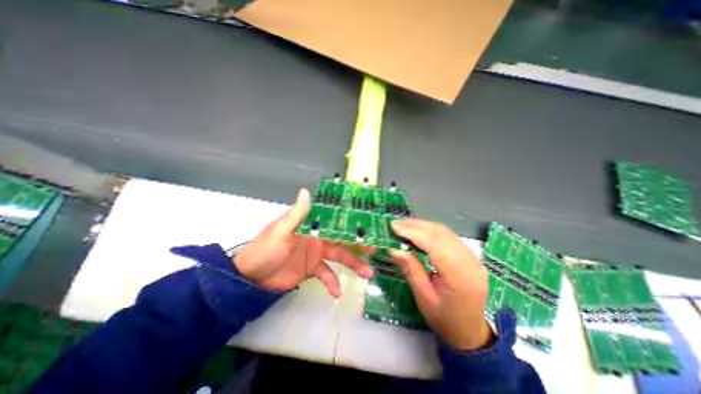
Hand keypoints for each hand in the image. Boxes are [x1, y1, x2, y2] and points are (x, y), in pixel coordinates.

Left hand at [232, 189, 371, 296]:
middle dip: (359, 244)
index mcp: (312, 225)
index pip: (335, 221)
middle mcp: (318, 237)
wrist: (252, 277)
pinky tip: (337, 292)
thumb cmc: (265, 249)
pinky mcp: (313, 269)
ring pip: (340, 257)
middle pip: (342, 239)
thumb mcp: (280, 231)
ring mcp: (317, 253)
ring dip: (354, 264)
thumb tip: (306, 191)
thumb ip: (296, 214)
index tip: (368, 225)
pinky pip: (327, 274)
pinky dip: (333, 282)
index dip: (351, 222)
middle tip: (375, 249)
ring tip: (368, 273)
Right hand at [389, 219, 491, 349]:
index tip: (394, 226)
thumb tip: (394, 248)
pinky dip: (431, 230)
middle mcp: (470, 262)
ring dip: (423, 225)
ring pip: (445, 232)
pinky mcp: (470, 255)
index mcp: (460, 276)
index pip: (435, 244)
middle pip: (441, 234)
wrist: (470, 331)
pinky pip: (449, 236)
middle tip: (396, 224)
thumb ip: (411, 270)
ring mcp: (473, 257)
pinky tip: (419, 231)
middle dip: (416, 226)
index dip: (413, 232)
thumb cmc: (444, 318)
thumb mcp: (423, 298)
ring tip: (404, 225)